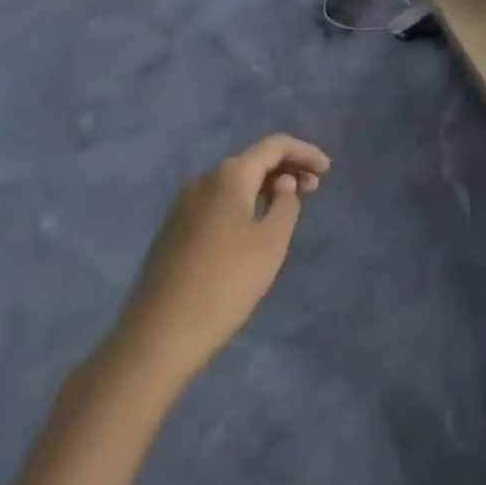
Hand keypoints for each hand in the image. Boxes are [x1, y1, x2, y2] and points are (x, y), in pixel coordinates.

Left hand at [113, 135, 330, 385]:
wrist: (157, 338)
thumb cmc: (225, 284)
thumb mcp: (271, 243)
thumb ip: (286, 203)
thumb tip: (283, 183)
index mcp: (229, 176)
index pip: (275, 145)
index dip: (305, 152)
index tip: (328, 170)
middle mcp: (203, 180)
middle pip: (253, 161)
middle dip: (287, 169)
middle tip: (314, 189)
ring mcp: (183, 206)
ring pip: (234, 183)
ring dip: (265, 187)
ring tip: (288, 207)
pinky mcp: (173, 231)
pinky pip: (218, 203)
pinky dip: (243, 203)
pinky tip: (253, 227)